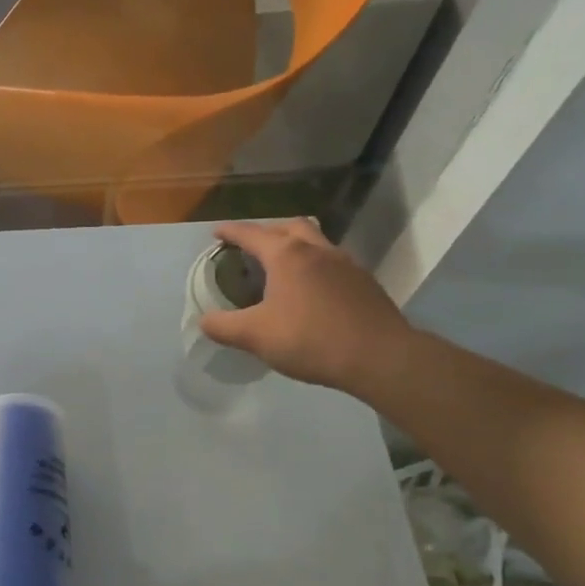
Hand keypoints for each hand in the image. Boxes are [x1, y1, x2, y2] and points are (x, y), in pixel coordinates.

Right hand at [200, 219, 414, 395]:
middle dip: (268, 231)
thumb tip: (204, 321)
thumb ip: (223, 326)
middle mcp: (317, 250)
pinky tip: (312, 291)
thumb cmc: (310, 339)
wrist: (380, 358)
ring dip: (296, 246)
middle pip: (290, 227)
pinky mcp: (365, 283)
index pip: (251, 234)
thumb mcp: (254, 336)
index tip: (217, 233)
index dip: (230, 232)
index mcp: (286, 256)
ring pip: (316, 242)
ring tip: (282, 266)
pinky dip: (315, 267)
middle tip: (253, 246)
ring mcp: (346, 264)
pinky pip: (333, 263)